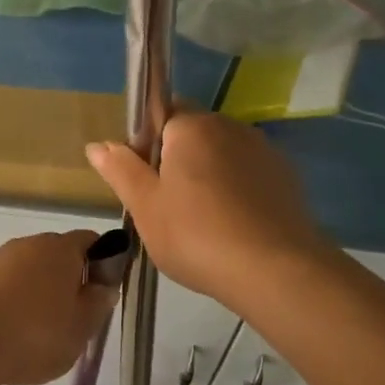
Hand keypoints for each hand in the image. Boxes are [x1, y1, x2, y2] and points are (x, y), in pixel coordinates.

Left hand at [0, 231, 118, 384]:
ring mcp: (1, 259)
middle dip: (70, 279)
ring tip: (42, 330)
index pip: (91, 241)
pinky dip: (17, 300)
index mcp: (62, 247)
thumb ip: (99, 303)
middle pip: (59, 254)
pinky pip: (10, 284)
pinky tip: (16, 331)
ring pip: (32, 269)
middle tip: (75, 316)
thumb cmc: (37, 333)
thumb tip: (103, 285)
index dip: (103, 263)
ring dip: (41, 291)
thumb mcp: (83, 326)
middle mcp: (31, 243)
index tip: (102, 293)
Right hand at [86, 113, 335, 311]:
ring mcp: (264, 150)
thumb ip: (120, 169)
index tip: (145, 181)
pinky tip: (234, 227)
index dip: (147, 144)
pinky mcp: (286, 177)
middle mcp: (230, 126)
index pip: (161, 113)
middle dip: (177, 160)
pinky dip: (237, 192)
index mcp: (192, 126)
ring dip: (209, 176)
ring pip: (222, 155)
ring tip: (202, 223)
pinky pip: (249, 175)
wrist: (276, 271)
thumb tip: (97, 145)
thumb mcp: (145, 206)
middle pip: (193, 134)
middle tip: (167, 207)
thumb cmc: (197, 235)